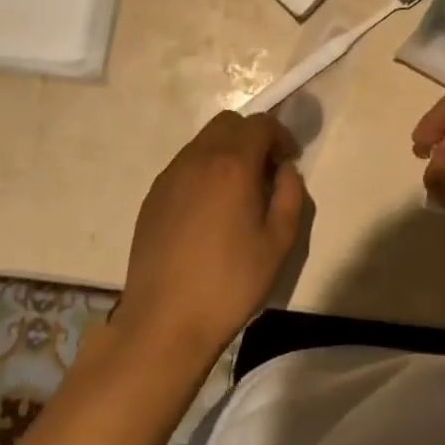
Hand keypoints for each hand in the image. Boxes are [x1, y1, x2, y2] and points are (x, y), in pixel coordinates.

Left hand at [115, 111, 306, 364]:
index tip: (289, 161)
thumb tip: (285, 172)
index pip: (260, 125)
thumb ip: (291, 196)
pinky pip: (185, 165)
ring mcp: (171, 175)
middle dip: (252, 137)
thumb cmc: (230, 282)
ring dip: (227, 152)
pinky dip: (204, 170)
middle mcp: (198, 158)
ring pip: (204, 141)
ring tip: (237, 192)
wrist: (165, 320)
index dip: (281, 135)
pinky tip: (209, 210)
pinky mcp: (153, 195)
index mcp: (232, 165)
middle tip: (266, 172)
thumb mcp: (279, 243)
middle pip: (229, 124)